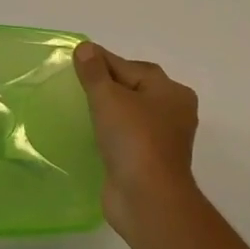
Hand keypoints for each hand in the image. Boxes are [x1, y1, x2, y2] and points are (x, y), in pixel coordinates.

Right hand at [74, 42, 199, 236]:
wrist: (147, 200)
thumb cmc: (133, 139)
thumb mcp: (109, 97)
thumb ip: (94, 72)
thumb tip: (86, 48)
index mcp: (171, 91)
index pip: (131, 67)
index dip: (103, 61)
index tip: (76, 59)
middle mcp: (173, 112)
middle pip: (133, 88)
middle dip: (106, 85)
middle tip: (75, 83)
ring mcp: (163, 140)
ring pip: (130, 115)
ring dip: (108, 111)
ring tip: (79, 107)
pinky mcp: (150, 162)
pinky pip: (126, 138)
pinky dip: (111, 134)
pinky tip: (91, 134)